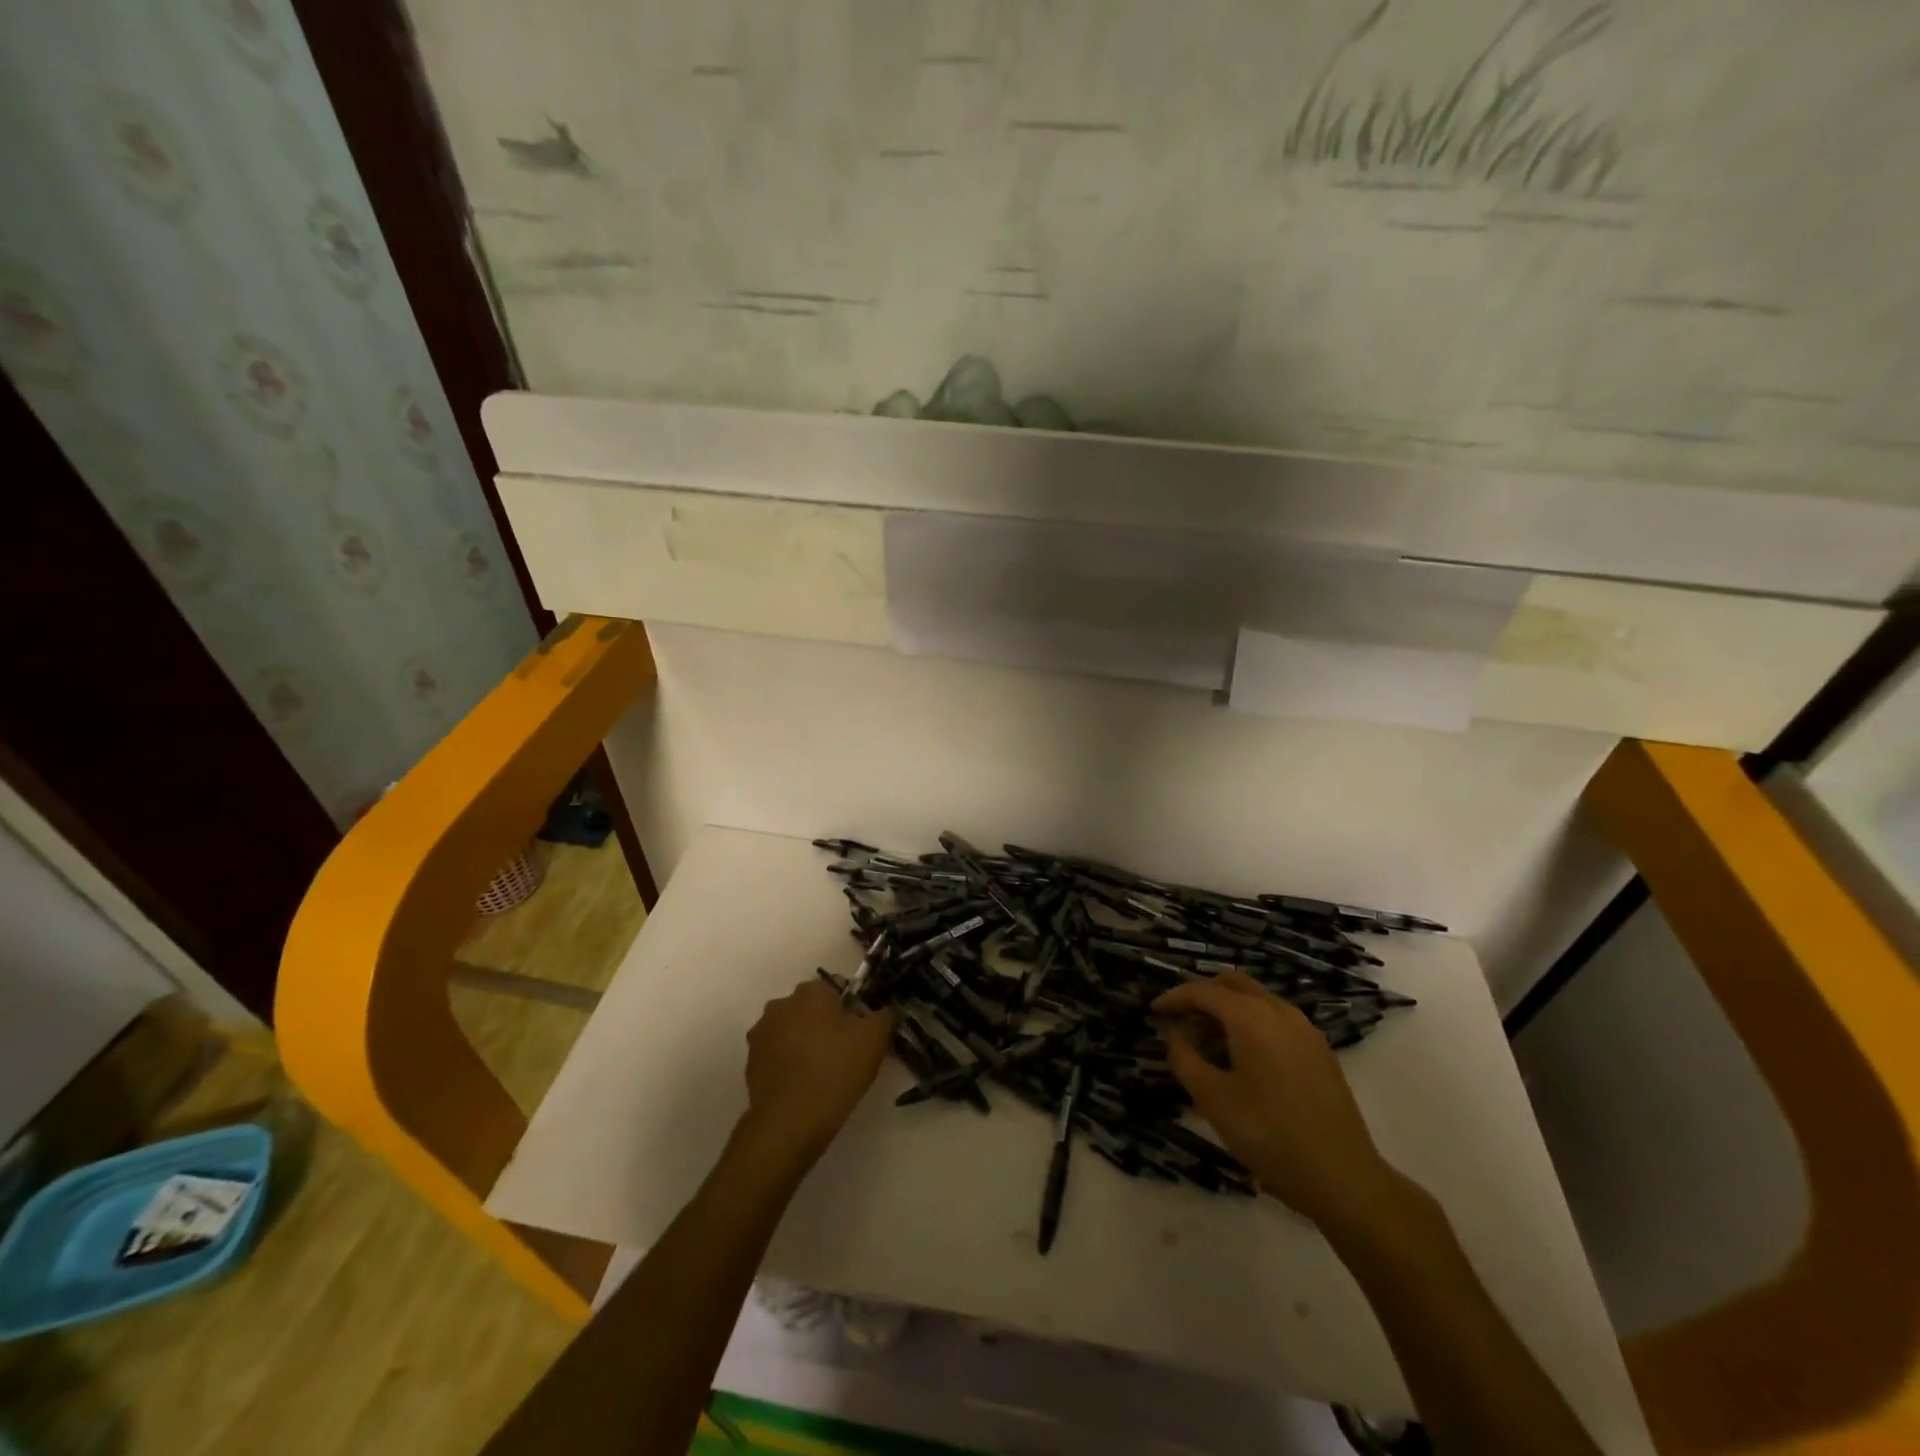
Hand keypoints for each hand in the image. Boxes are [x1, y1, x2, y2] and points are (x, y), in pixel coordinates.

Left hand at [737, 979, 895, 1167]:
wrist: (790, 1122)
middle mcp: (781, 1004)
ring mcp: (761, 1033)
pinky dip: (788, 1063)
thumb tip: (884, 1011)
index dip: (851, 1011)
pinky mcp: (750, 1061)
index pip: (836, 990)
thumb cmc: (836, 1071)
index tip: (859, 1034)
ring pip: (791, 1030)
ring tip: (821, 1073)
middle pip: (811, 1009)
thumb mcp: (875, 1039)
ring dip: (804, 1042)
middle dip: (825, 1024)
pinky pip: (776, 1054)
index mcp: (810, 992)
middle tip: (843, 1053)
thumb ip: (884, 1015)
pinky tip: (802, 1085)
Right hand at [1153, 973, 1397, 1230]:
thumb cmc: (1269, 1135)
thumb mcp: (1213, 1099)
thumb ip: (1185, 1060)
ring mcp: (1304, 1030)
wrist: (1343, 1177)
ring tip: (1206, 1042)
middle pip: (1232, 984)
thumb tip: (1175, 1036)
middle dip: (1202, 995)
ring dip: (1227, 1009)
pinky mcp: (1320, 1051)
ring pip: (1257, 1000)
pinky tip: (1242, 1058)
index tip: (1152, 1012)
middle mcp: (1279, 1011)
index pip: (1202, 991)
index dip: (1173, 998)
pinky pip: (1276, 1019)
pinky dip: (1251, 1023)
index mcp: (1250, 1016)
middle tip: (1179, 1020)